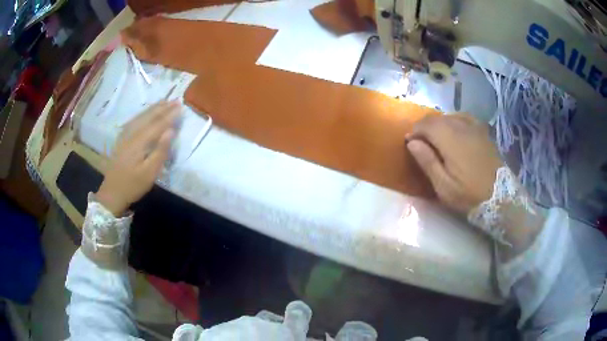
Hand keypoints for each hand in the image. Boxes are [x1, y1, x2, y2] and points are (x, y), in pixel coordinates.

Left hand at [96, 101, 180, 215]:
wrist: (112, 193)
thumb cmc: (133, 185)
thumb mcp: (149, 173)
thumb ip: (160, 151)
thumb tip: (171, 131)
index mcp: (139, 141)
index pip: (158, 124)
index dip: (170, 115)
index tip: (181, 106)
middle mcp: (132, 134)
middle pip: (149, 117)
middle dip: (163, 108)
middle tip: (176, 100)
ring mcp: (125, 136)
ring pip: (140, 117)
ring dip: (153, 108)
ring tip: (164, 101)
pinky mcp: (122, 140)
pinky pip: (133, 121)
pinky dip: (142, 114)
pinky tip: (145, 113)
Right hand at [406, 113, 502, 213]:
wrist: (500, 196)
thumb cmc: (469, 195)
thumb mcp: (444, 186)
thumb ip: (427, 161)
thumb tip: (411, 142)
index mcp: (450, 139)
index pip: (426, 124)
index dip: (414, 131)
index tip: (409, 143)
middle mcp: (461, 127)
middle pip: (437, 118)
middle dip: (425, 127)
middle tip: (420, 142)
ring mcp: (474, 127)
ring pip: (450, 116)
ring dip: (438, 124)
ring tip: (435, 138)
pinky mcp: (483, 132)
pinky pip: (464, 118)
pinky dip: (454, 121)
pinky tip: (454, 130)